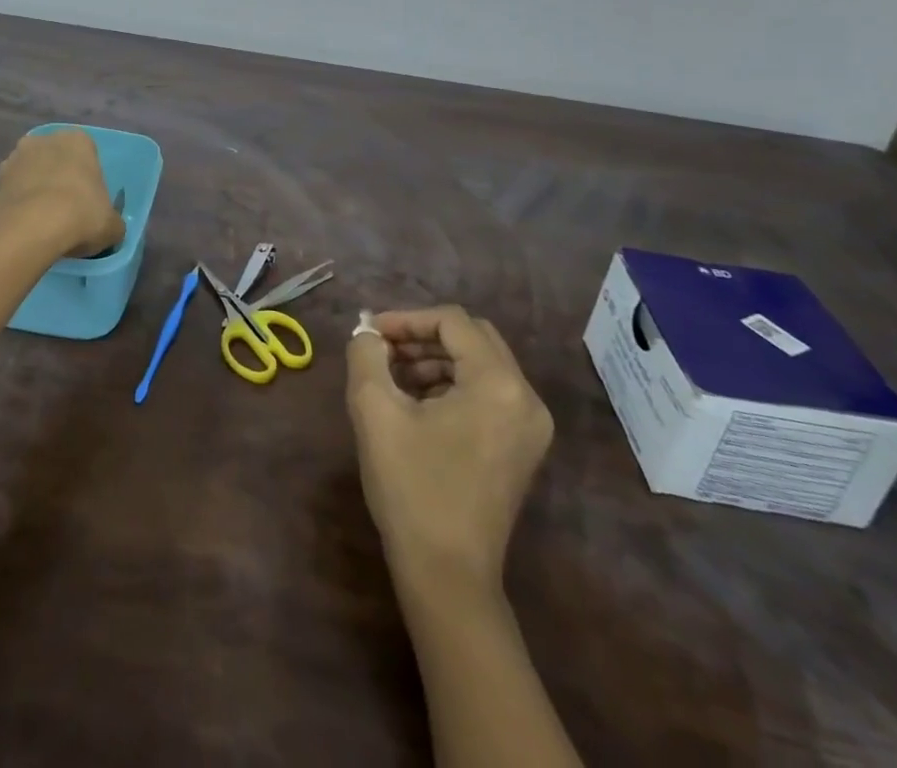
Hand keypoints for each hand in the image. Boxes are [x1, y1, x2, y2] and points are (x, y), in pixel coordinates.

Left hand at [0, 128, 123, 258]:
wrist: (29, 227)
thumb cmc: (81, 214)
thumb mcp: (112, 225)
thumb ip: (112, 222)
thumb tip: (110, 229)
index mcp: (78, 140)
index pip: (88, 154)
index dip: (88, 180)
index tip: (89, 203)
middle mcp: (45, 140)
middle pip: (56, 160)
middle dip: (59, 180)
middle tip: (66, 212)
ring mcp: (15, 158)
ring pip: (31, 174)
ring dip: (36, 192)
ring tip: (43, 224)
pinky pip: (13, 193)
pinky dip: (18, 206)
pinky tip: (25, 228)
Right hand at [345, 306, 553, 593]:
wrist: (447, 577)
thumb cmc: (411, 488)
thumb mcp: (375, 411)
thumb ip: (366, 355)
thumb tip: (367, 334)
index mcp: (498, 383)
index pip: (452, 321)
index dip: (406, 319)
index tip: (370, 333)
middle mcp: (526, 398)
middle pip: (472, 338)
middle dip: (422, 336)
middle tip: (383, 350)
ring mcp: (530, 426)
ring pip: (480, 365)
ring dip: (435, 360)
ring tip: (393, 377)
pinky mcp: (522, 448)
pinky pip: (488, 393)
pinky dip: (452, 385)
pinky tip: (416, 404)